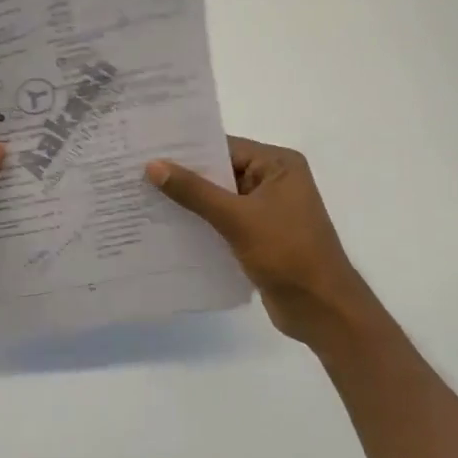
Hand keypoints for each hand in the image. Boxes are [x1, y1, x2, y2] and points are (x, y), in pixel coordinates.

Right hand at [147, 136, 376, 347]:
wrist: (323, 310)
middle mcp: (274, 181)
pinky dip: (200, 224)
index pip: (225, 146)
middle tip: (135, 172)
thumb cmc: (287, 254)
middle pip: (220, 171)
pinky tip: (165, 227)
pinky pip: (223, 222)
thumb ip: (194, 191)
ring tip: (142, 198)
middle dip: (182, 176)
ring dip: (188, 203)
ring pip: (218, 199)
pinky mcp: (259, 237)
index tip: (147, 149)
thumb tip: (153, 165)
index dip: (186, 149)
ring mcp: (267, 211)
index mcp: (278, 165)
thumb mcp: (237, 218)